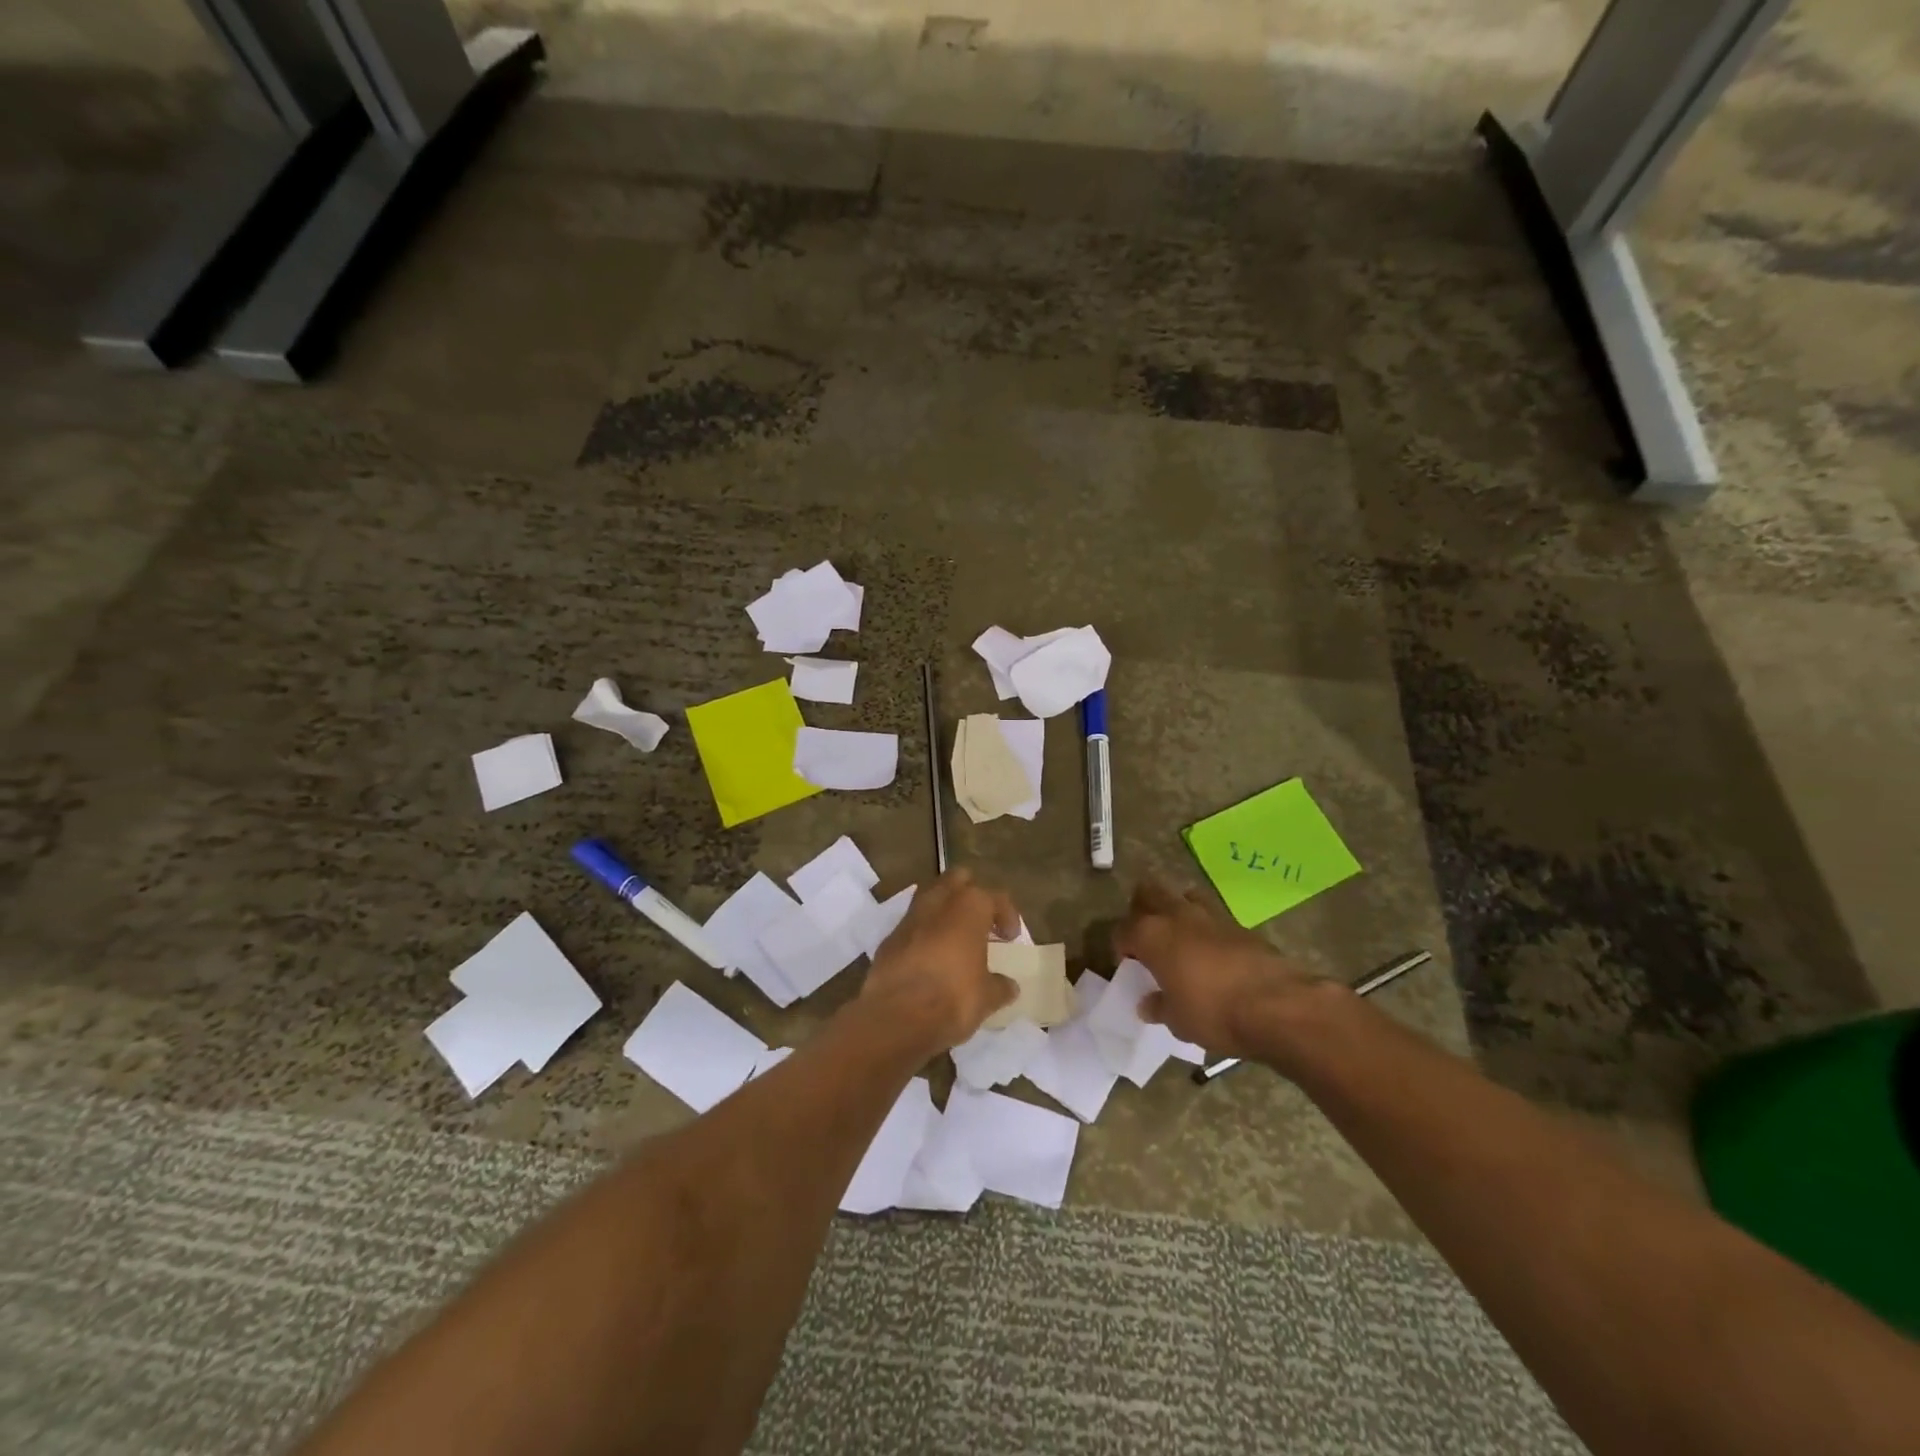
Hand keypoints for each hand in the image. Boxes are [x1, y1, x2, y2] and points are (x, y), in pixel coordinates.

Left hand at [859, 870, 1020, 1050]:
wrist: (897, 1018)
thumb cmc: (953, 998)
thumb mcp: (987, 997)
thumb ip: (1000, 986)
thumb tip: (1009, 986)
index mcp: (969, 908)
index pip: (995, 897)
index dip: (1007, 915)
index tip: (1010, 938)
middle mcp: (938, 903)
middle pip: (957, 879)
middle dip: (971, 894)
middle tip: (981, 922)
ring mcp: (909, 919)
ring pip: (929, 898)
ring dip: (944, 912)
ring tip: (955, 938)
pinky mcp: (888, 939)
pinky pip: (911, 926)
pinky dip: (923, 935)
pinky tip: (929, 959)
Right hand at [1114, 879, 1328, 1057]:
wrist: (1277, 1006)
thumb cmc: (1213, 1013)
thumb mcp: (1177, 1020)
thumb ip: (1158, 1007)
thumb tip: (1148, 1004)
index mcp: (1151, 934)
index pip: (1122, 930)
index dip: (1121, 948)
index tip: (1128, 967)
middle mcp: (1176, 915)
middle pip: (1149, 893)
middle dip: (1142, 910)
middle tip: (1147, 939)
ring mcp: (1210, 915)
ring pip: (1183, 896)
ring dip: (1176, 912)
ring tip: (1180, 941)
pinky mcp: (1240, 925)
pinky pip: (1213, 917)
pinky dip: (1206, 929)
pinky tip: (1212, 956)